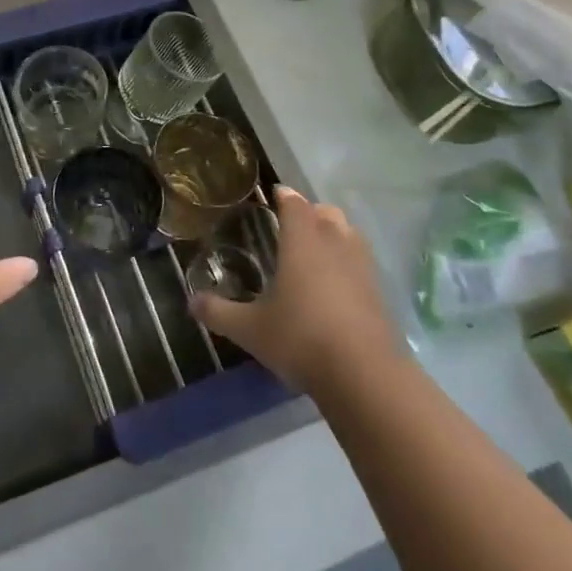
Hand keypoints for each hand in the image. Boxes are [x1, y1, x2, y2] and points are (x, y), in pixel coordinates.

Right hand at [190, 186, 396, 393]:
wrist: (364, 376)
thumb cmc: (300, 339)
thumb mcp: (250, 329)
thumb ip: (219, 313)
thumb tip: (192, 302)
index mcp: (302, 242)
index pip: (294, 204)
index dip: (284, 196)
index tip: (275, 194)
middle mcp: (334, 244)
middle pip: (326, 213)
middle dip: (310, 213)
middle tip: (292, 225)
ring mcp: (362, 268)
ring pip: (349, 235)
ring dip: (334, 234)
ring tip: (316, 251)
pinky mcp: (379, 294)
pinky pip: (362, 264)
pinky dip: (348, 263)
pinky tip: (336, 286)